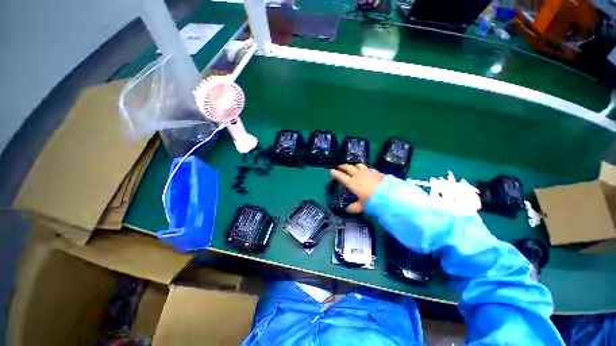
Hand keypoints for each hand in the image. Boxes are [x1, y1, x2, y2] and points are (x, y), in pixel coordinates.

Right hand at [330, 164, 383, 213]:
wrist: (388, 193)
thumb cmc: (371, 200)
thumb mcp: (362, 206)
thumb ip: (355, 207)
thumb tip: (348, 210)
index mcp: (352, 183)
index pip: (341, 176)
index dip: (335, 173)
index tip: (331, 170)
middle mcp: (357, 175)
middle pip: (348, 168)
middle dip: (343, 166)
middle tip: (339, 166)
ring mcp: (367, 172)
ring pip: (358, 165)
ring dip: (354, 165)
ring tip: (353, 167)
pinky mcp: (375, 171)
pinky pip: (368, 168)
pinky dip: (365, 169)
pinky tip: (367, 171)